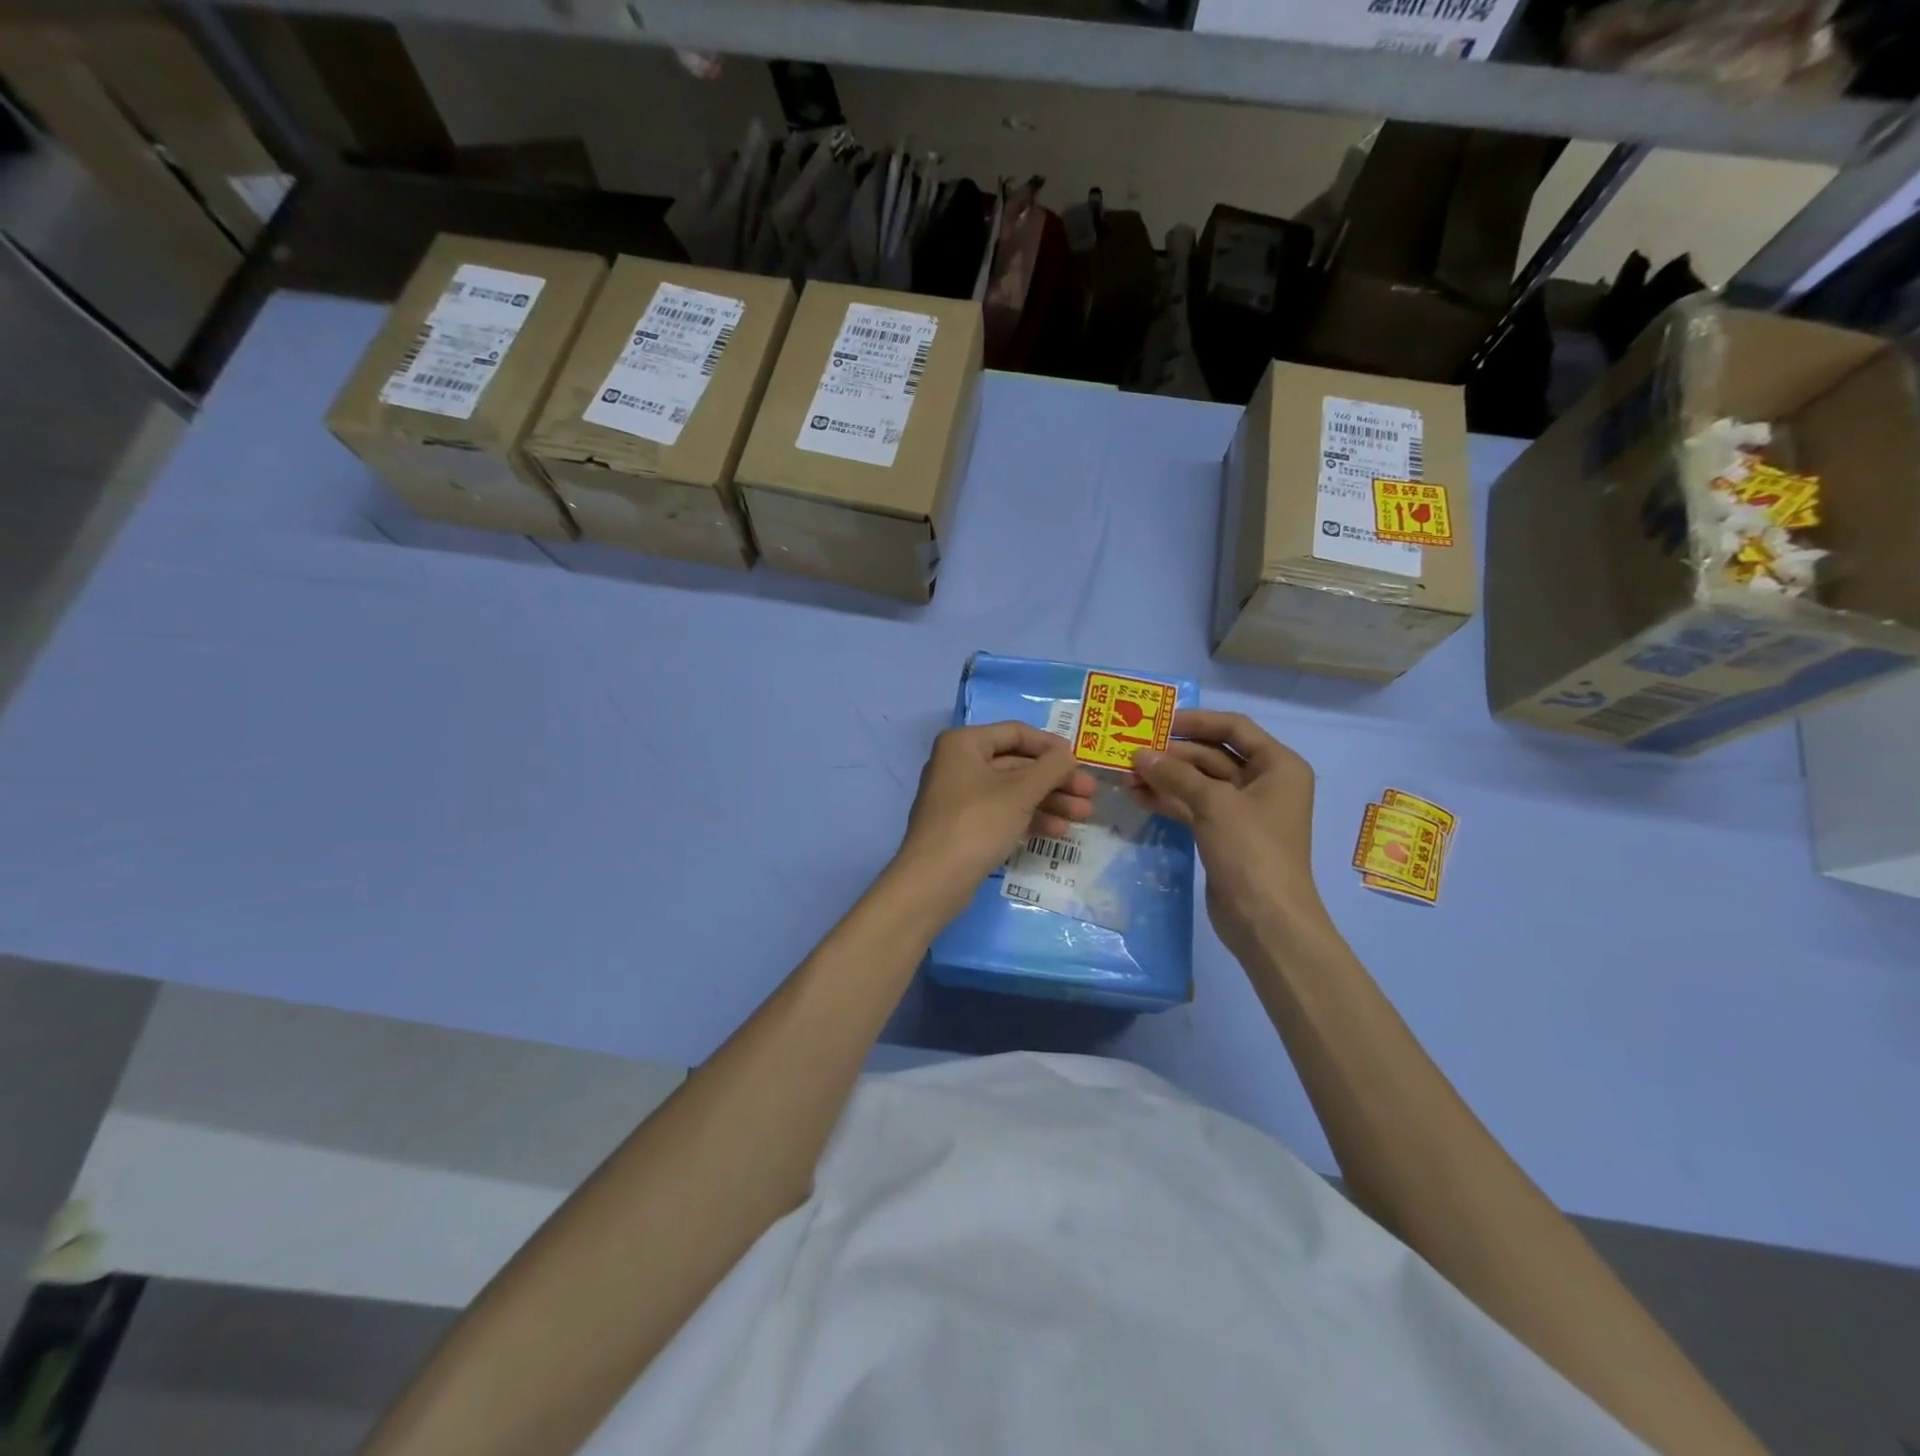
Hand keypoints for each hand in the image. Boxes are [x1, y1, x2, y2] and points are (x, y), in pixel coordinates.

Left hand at [894, 722, 1095, 916]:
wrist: (935, 879)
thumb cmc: (978, 823)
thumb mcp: (1020, 792)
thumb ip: (1050, 768)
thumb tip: (1068, 755)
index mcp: (964, 744)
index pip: (1015, 733)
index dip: (1050, 745)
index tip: (1079, 759)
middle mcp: (959, 764)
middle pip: (1016, 764)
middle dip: (1055, 779)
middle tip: (1089, 793)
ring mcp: (960, 797)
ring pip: (1012, 791)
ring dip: (1049, 800)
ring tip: (1083, 815)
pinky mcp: (965, 825)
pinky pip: (1002, 812)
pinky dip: (1029, 817)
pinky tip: (1059, 831)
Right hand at [1129, 710, 1324, 960]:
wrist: (1266, 919)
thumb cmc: (1252, 850)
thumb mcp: (1214, 804)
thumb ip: (1175, 774)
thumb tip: (1139, 755)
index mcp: (1278, 766)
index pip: (1234, 728)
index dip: (1197, 721)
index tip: (1159, 721)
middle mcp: (1264, 782)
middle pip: (1213, 755)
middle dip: (1173, 754)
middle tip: (1132, 751)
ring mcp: (1243, 810)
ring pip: (1199, 782)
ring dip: (1166, 777)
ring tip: (1127, 774)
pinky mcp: (1224, 834)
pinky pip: (1193, 806)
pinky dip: (1169, 800)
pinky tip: (1138, 796)